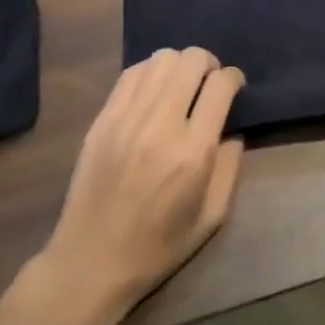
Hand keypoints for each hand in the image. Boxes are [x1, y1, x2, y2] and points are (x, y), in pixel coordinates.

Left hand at [17, 47, 244, 324]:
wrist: (89, 265)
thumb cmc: (158, 248)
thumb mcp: (212, 217)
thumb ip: (230, 167)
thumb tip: (232, 131)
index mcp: (193, 151)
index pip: (221, 84)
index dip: (234, 78)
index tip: (235, 89)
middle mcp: (160, 125)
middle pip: (192, 59)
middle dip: (209, 64)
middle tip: (209, 85)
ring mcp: (126, 119)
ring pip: (161, 58)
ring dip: (180, 65)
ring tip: (181, 86)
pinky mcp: (102, 121)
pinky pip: (132, 73)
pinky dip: (150, 73)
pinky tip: (154, 93)